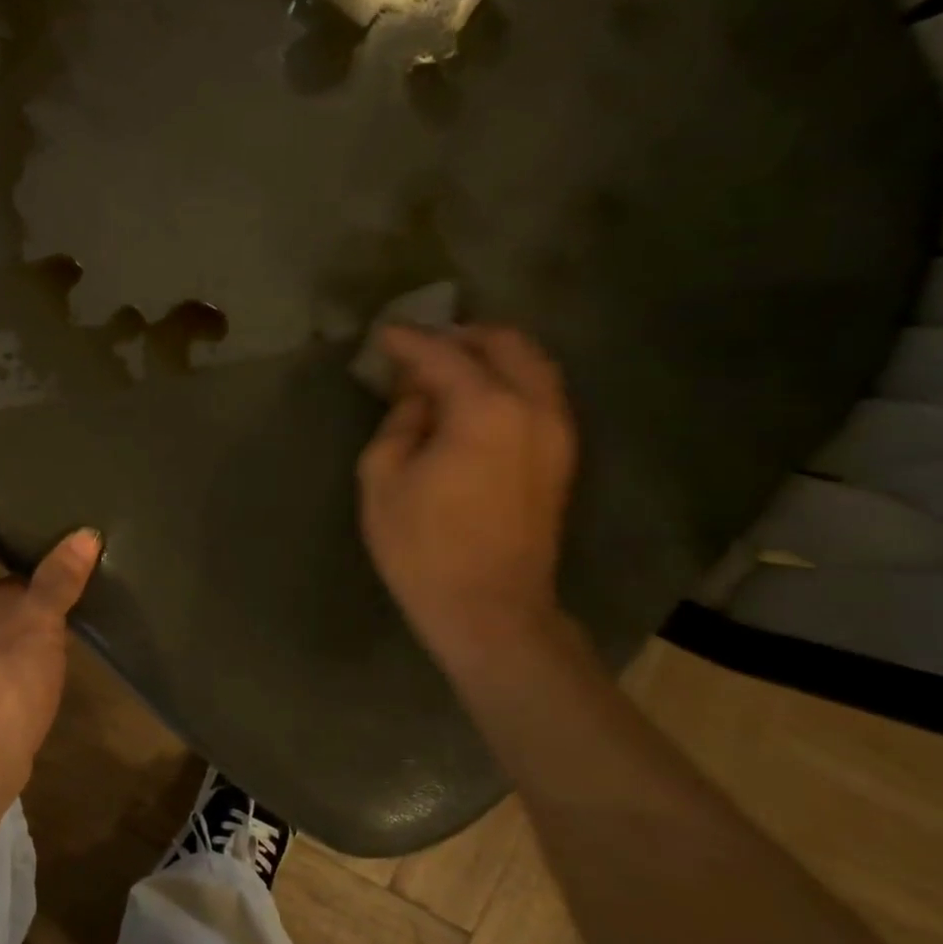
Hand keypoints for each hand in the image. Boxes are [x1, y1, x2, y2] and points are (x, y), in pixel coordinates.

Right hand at [356, 325, 577, 674]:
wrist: (490, 610)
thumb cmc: (423, 547)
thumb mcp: (382, 479)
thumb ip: (398, 423)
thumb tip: (418, 400)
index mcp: (484, 410)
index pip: (442, 355)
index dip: (407, 340)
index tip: (382, 333)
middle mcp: (533, 408)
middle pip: (505, 344)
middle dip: (460, 336)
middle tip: (419, 347)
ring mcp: (557, 432)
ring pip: (531, 366)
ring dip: (489, 356)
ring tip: (447, 369)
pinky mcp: (561, 457)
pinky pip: (538, 395)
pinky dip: (507, 381)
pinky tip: (474, 400)